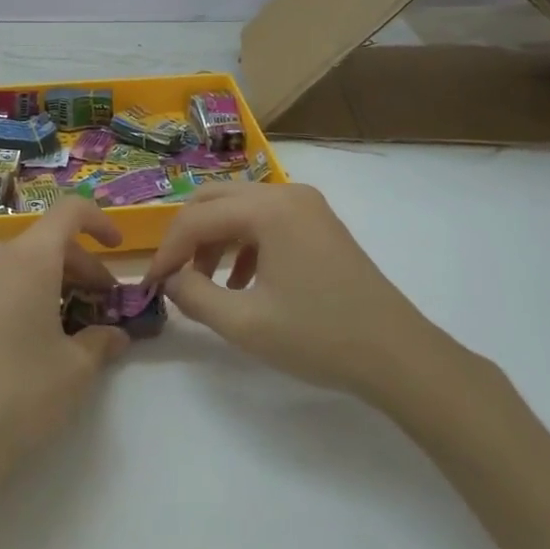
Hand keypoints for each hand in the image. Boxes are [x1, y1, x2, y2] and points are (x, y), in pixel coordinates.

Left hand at [0, 199, 131, 509]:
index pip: (69, 212)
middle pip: (48, 242)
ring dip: (56, 284)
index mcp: (28, 258)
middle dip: (83, 267)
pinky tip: (39, 341)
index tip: (119, 247)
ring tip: (76, 327)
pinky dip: (28, 297)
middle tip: (105, 306)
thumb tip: (116, 335)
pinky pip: (1, 286)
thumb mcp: (74, 370)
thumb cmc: (18, 396)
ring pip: (24, 265)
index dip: (100, 221)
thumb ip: (101, 341)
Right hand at [141, 182, 455, 405]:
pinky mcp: (318, 222)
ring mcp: (307, 205)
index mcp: (268, 208)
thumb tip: (170, 280)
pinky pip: (265, 220)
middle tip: (173, 276)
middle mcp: (286, 193)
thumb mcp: (245, 323)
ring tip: (205, 284)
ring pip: (239, 208)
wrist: (399, 356)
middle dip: (188, 237)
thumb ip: (195, 296)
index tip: (151, 284)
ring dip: (214, 240)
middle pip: (215, 200)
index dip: (167, 250)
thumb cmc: (320, 337)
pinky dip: (243, 244)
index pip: (198, 217)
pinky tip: (241, 283)